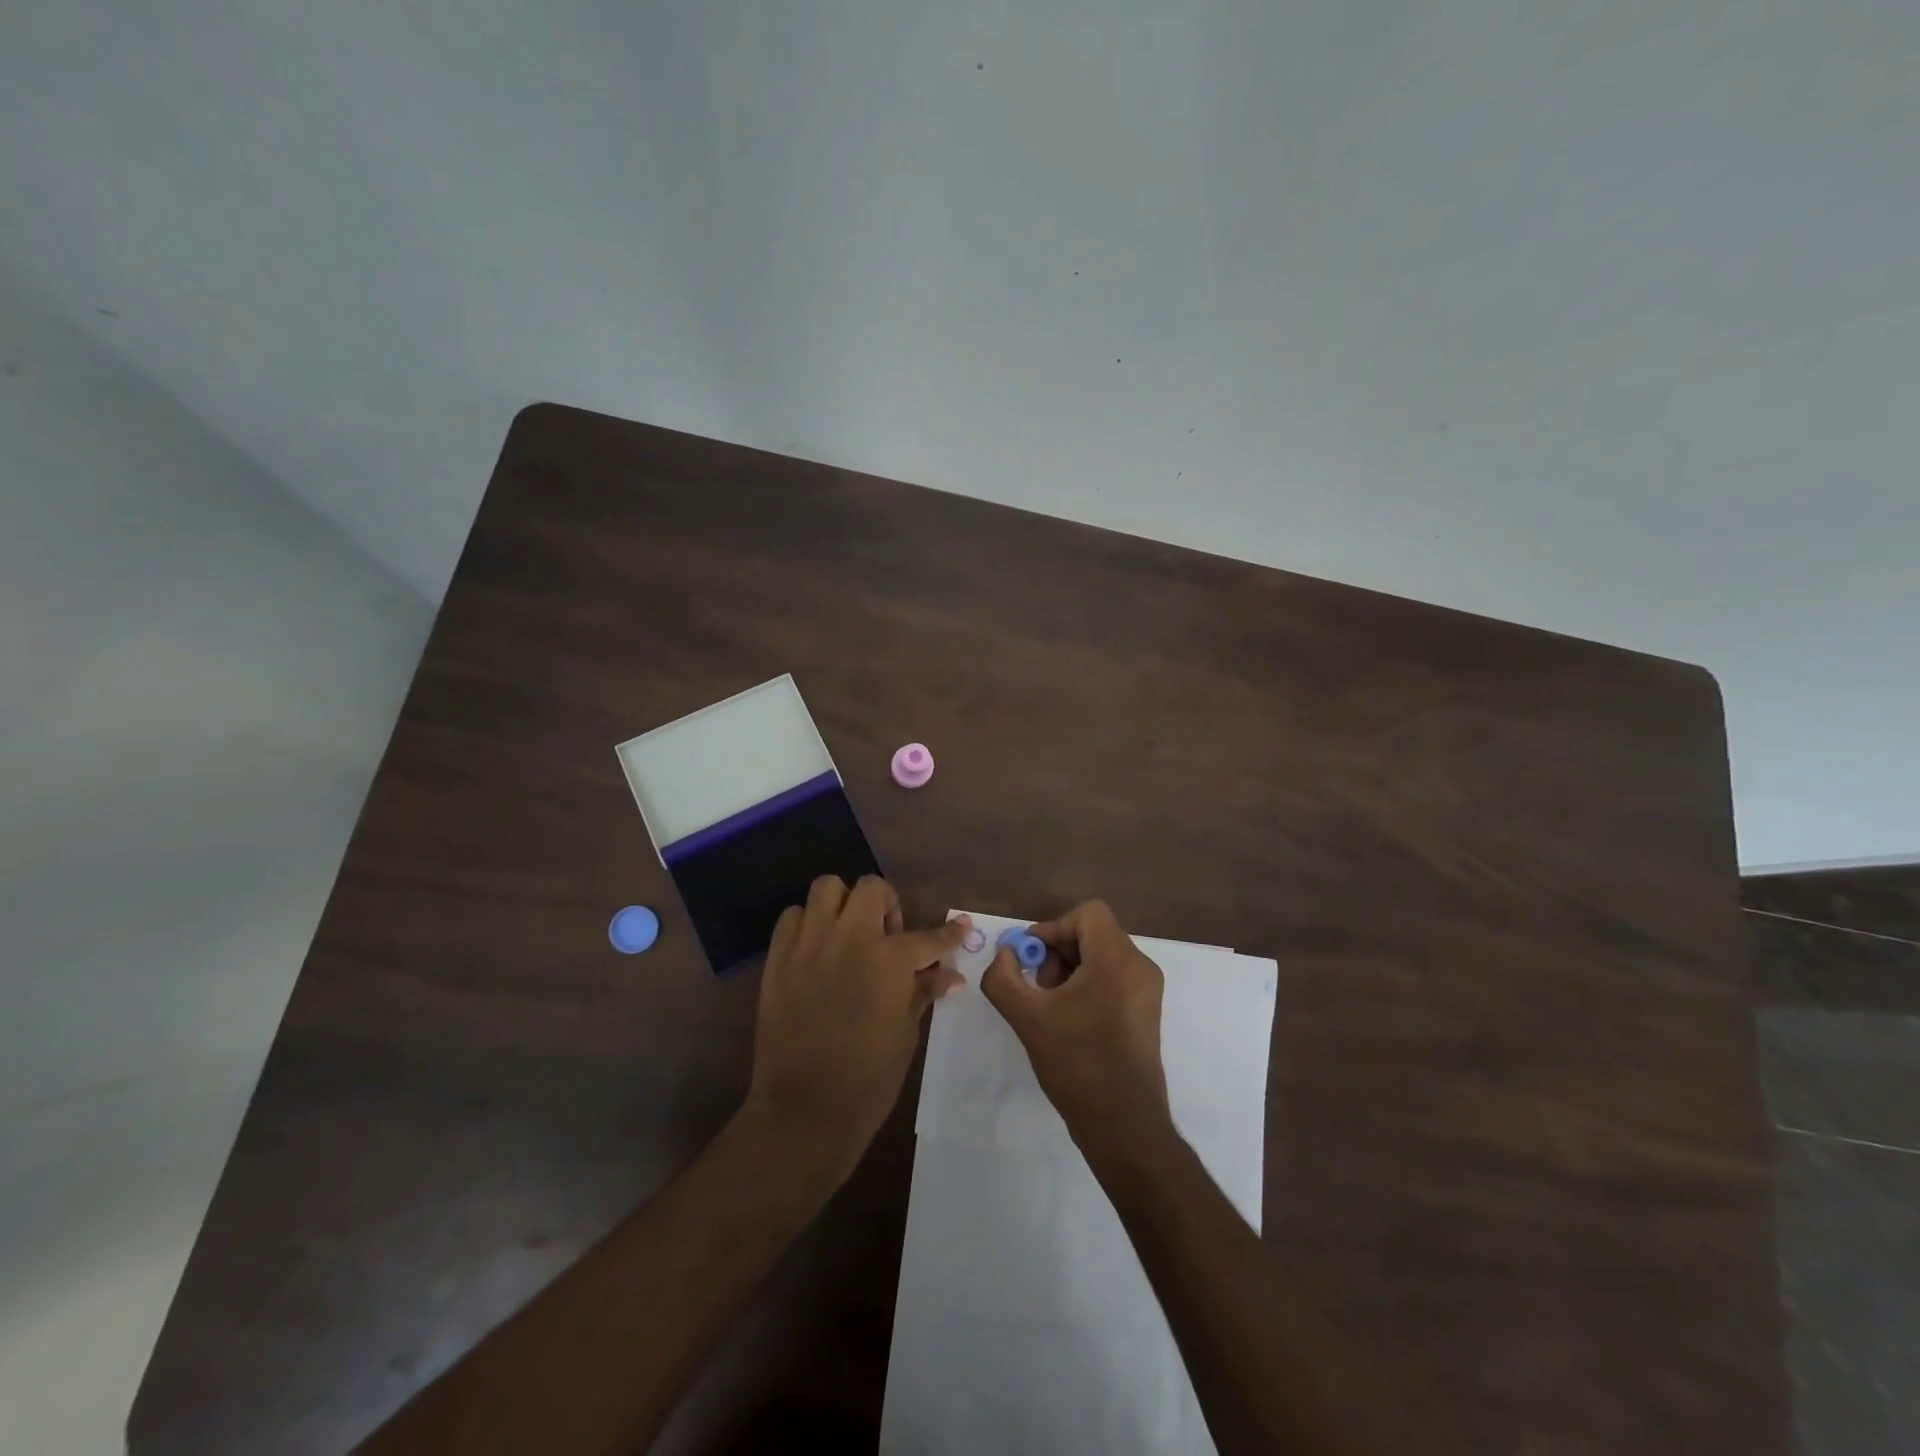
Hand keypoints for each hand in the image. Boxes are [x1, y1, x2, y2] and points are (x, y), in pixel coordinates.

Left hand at [743, 876, 967, 1180]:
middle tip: (888, 936)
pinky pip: (792, 917)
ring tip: (848, 934)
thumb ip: (924, 992)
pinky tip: (816, 950)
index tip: (960, 927)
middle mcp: (849, 939)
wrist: (805, 1109)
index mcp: (889, 960)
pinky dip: (808, 924)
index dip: (949, 933)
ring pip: (826, 888)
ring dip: (843, 905)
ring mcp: (809, 945)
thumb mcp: (906, 1033)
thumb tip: (949, 975)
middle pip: (871, 888)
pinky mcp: (778, 959)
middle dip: (887, 904)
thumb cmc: (868, 1077)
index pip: (929, 937)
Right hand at [980, 900, 1172, 1153]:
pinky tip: (1069, 1021)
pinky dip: (1087, 986)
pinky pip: (1113, 978)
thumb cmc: (1078, 1064)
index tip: (1032, 960)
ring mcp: (1147, 990)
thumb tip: (1005, 954)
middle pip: (1093, 933)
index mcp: (1118, 959)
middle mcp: (1140, 966)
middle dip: (1058, 952)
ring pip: (1101, 956)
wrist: (1124, 1125)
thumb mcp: (1028, 1018)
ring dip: (1070, 971)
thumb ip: (1003, 977)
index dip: (1053, 928)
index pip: (1087, 914)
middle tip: (1039, 988)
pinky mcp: (1146, 1012)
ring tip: (1051, 1007)